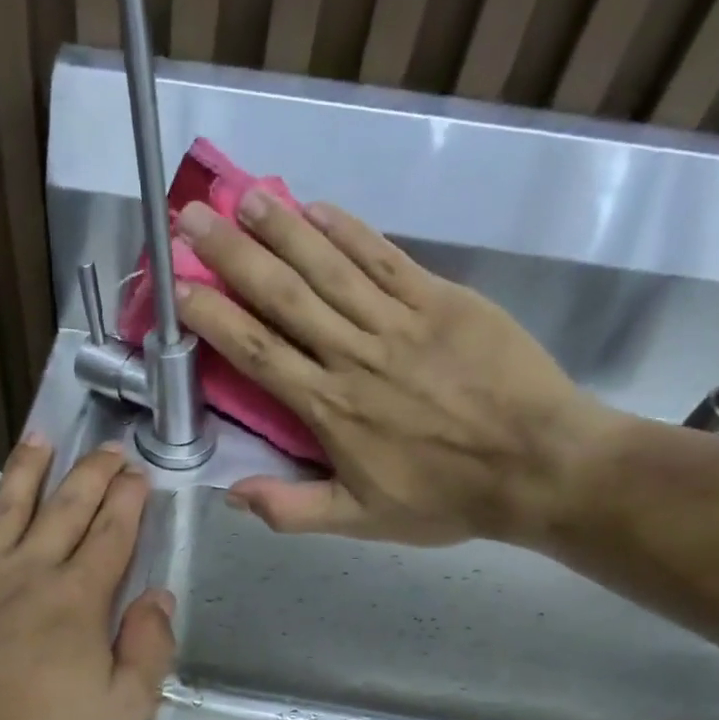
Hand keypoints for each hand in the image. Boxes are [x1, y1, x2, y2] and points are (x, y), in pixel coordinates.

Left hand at [0, 437, 174, 719]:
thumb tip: (159, 597)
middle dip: (92, 473)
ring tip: (40, 438)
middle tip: (108, 447)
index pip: (112, 534)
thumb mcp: (120, 713)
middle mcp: (28, 572)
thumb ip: (148, 650)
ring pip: (6, 508)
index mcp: (78, 599)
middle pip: (66, 509)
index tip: (139, 473)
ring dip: (26, 471)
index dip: (129, 501)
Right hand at [174, 191, 626, 546]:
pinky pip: (385, 257)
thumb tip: (229, 493)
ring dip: (282, 230)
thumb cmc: (446, 497)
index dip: (214, 316)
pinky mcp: (441, 299)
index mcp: (328, 407)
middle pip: (283, 296)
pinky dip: (349, 230)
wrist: (539, 464)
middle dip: (232, 254)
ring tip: (243, 198)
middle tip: (192, 217)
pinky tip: (318, 208)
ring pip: (328, 266)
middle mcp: (353, 354)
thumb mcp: (361, 521)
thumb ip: (292, 510)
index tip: (178, 288)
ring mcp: (398, 320)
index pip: (257, 351)